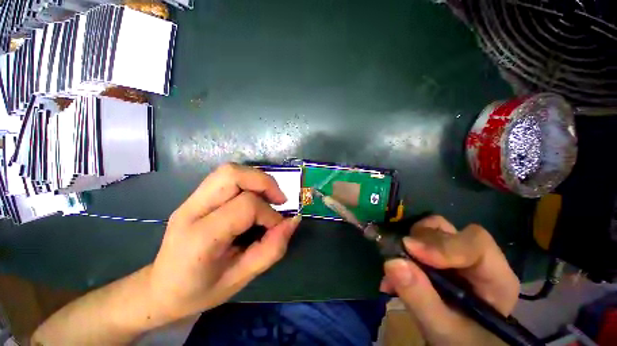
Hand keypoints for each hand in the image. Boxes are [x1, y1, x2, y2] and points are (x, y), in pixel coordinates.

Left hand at [148, 163, 300, 320]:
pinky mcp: (196, 196)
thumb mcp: (240, 279)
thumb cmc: (199, 291)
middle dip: (264, 182)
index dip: (269, 214)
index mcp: (200, 238)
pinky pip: (227, 177)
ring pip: (229, 170)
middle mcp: (192, 210)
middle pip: (232, 174)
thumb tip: (293, 221)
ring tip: (269, 198)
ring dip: (257, 179)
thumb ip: (271, 249)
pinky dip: (248, 182)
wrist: (160, 289)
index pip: (245, 206)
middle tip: (279, 200)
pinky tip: (254, 198)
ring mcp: (191, 200)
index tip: (278, 227)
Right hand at [381, 215, 519, 345]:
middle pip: (448, 232)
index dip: (442, 244)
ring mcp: (455, 254)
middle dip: (420, 242)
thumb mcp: (442, 328)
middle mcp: (476, 259)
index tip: (410, 249)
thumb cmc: (459, 341)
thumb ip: (420, 298)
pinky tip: (393, 275)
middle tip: (400, 259)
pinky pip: (416, 240)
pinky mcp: (437, 255)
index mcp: (495, 278)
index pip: (476, 244)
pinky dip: (401, 252)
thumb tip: (392, 262)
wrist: (455, 342)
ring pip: (430, 230)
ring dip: (408, 245)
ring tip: (396, 271)